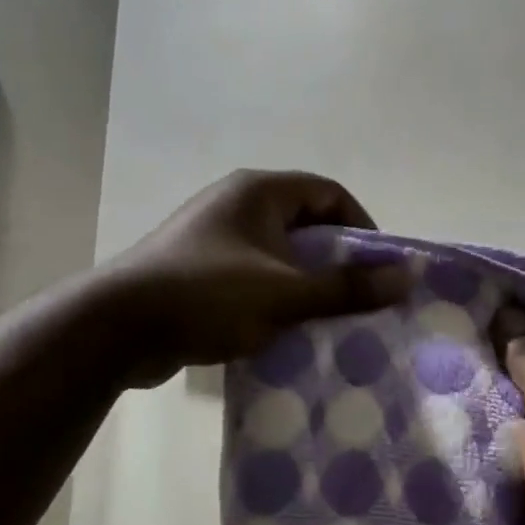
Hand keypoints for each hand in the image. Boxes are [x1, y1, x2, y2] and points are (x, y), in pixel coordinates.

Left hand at [101, 169, 411, 388]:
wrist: (118, 328)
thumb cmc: (208, 296)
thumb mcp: (285, 293)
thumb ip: (347, 287)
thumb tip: (407, 276)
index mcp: (258, 192)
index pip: (328, 193)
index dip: (361, 226)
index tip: (379, 268)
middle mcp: (235, 205)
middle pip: (304, 225)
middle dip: (335, 262)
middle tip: (358, 300)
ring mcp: (212, 239)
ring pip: (277, 256)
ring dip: (304, 285)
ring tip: (327, 321)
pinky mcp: (197, 272)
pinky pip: (251, 279)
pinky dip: (272, 300)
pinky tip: (284, 332)